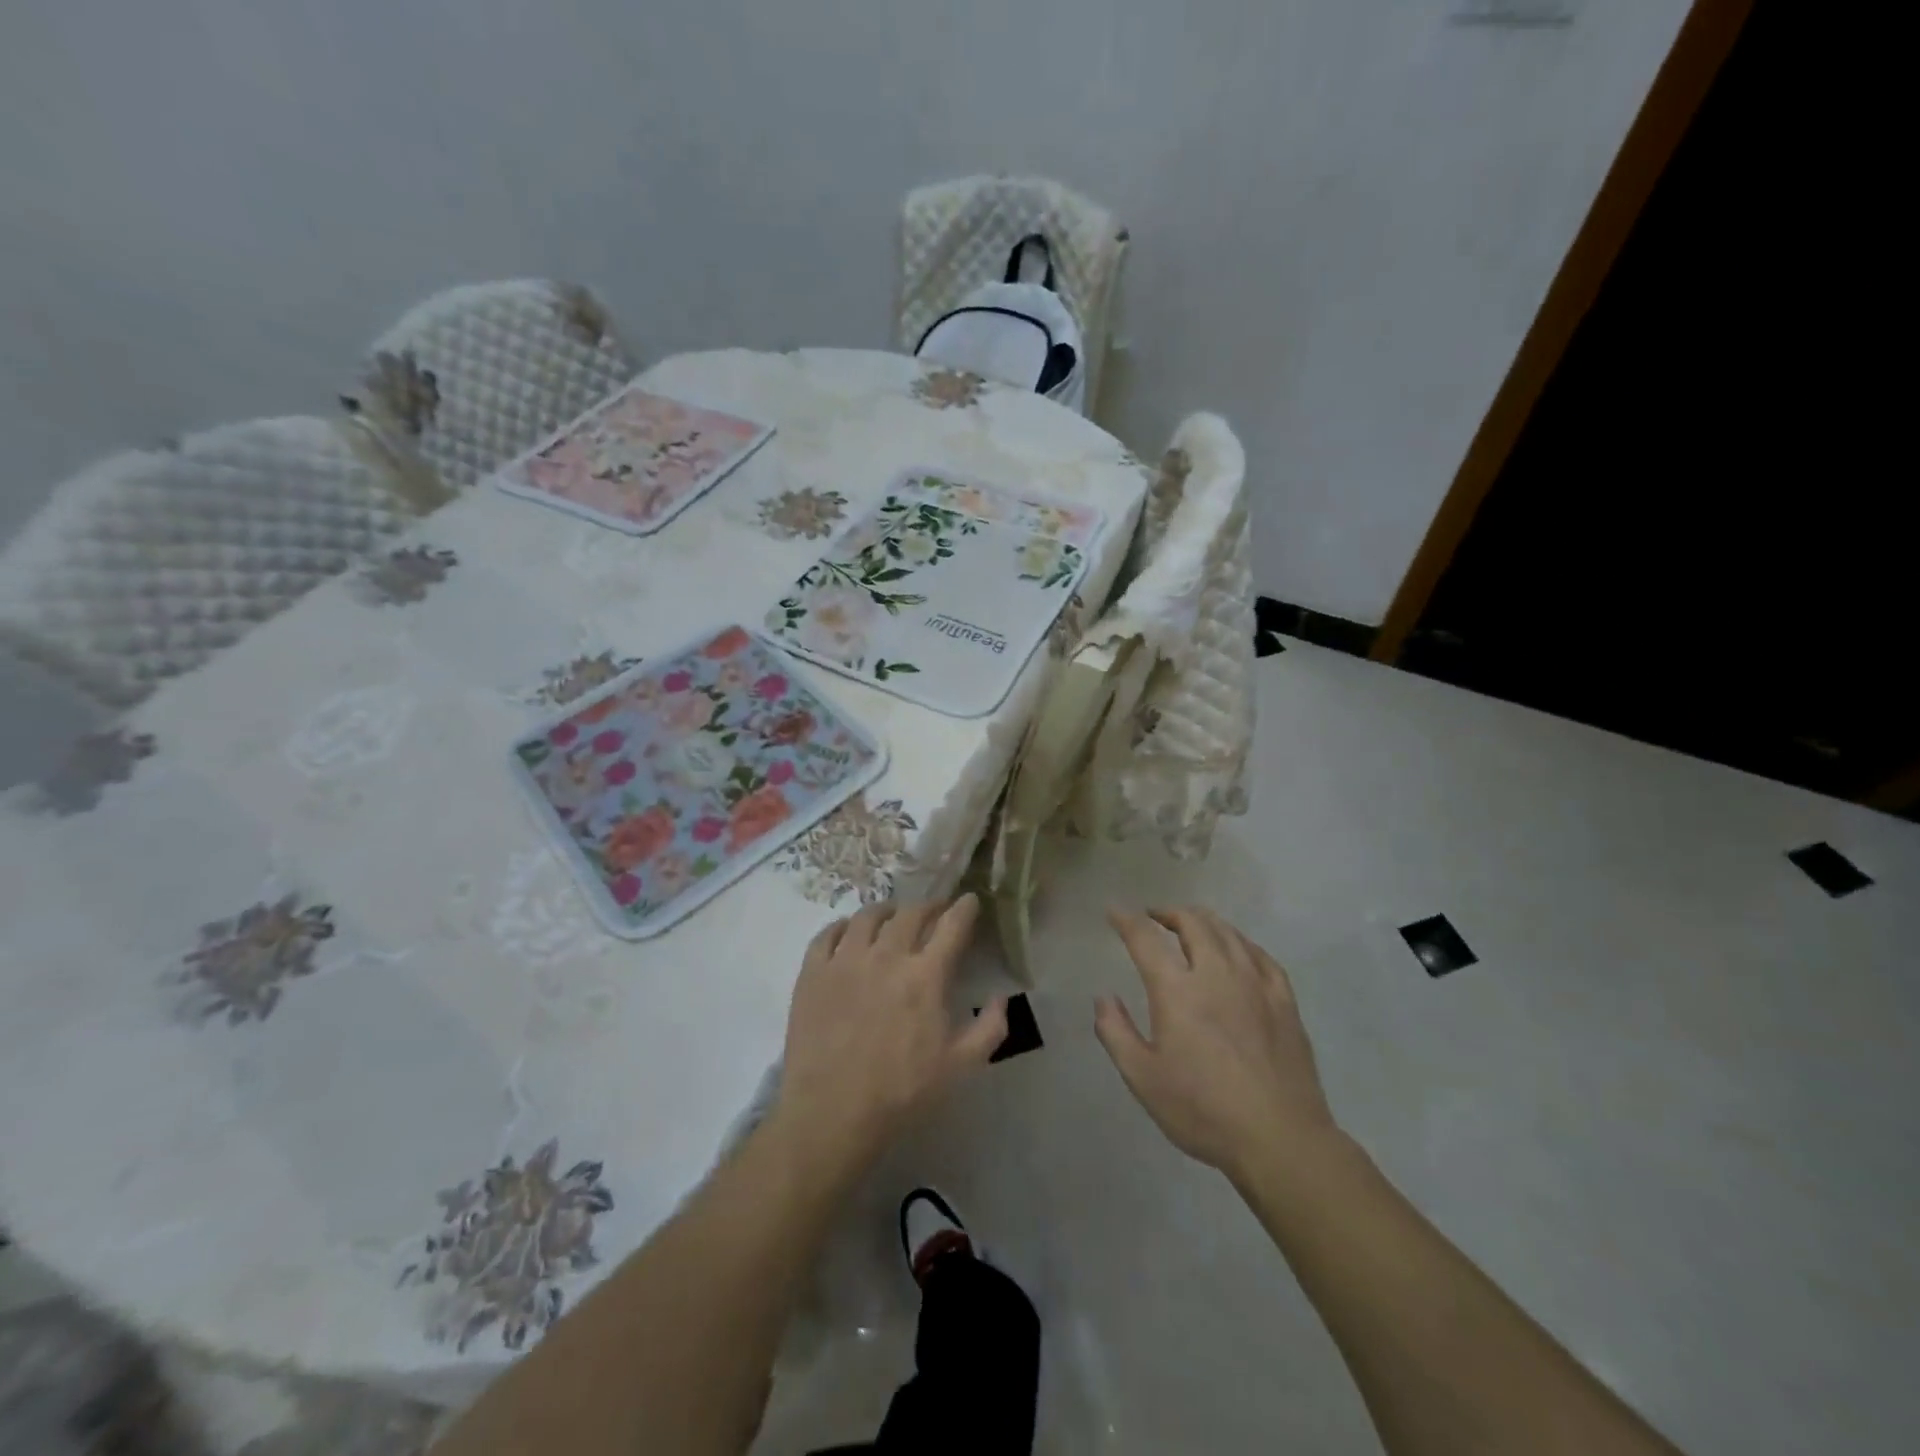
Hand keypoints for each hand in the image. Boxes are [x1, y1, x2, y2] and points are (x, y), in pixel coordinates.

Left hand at [775, 896, 1007, 1165]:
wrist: (832, 1113)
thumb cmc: (901, 1092)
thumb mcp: (960, 1067)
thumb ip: (990, 1028)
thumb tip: (1002, 997)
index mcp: (925, 976)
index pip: (951, 926)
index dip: (964, 908)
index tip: (970, 900)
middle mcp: (886, 956)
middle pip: (910, 914)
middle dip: (928, 906)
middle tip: (934, 910)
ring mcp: (845, 961)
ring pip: (867, 916)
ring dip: (886, 911)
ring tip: (892, 916)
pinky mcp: (812, 973)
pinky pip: (827, 934)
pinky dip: (842, 926)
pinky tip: (848, 932)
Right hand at [1096, 907, 1334, 1178]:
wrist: (1280, 1139)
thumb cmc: (1203, 1111)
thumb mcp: (1143, 1079)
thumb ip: (1115, 1032)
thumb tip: (1103, 997)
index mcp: (1177, 990)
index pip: (1145, 939)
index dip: (1126, 920)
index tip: (1114, 910)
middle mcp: (1216, 974)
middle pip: (1192, 922)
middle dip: (1168, 913)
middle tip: (1154, 917)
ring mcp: (1255, 983)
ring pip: (1227, 932)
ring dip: (1202, 921)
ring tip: (1190, 927)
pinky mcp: (1284, 1000)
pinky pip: (1261, 954)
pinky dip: (1240, 942)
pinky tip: (1237, 950)